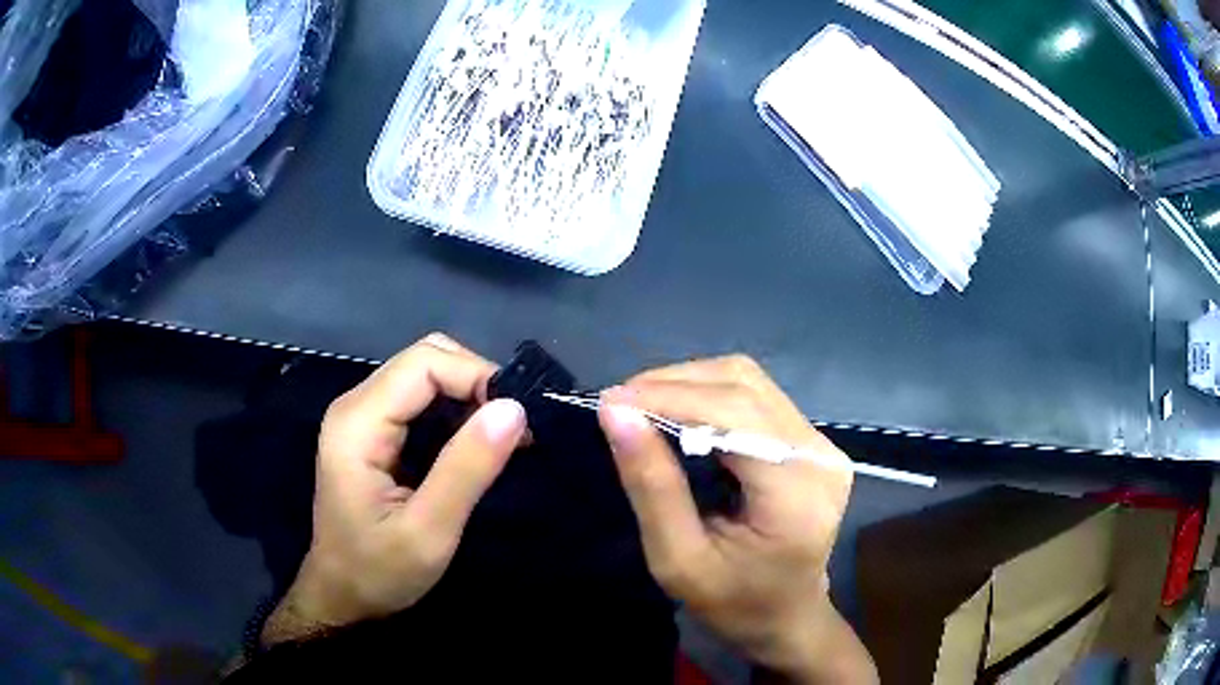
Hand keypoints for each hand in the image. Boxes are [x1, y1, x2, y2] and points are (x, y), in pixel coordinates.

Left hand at [262, 334, 525, 645]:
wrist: (341, 596)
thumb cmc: (378, 572)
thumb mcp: (428, 532)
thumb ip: (466, 469)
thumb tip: (515, 408)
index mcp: (358, 423)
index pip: (423, 363)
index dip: (476, 376)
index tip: (519, 418)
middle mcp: (355, 406)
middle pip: (423, 359)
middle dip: (475, 380)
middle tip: (515, 425)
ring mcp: (361, 417)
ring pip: (423, 374)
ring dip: (468, 394)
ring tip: (505, 434)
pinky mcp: (372, 432)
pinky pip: (419, 399)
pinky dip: (455, 409)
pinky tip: (477, 440)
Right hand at [598, 356, 876, 683]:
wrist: (788, 618)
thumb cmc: (734, 603)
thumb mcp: (679, 560)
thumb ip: (652, 486)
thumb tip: (616, 413)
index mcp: (797, 495)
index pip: (735, 415)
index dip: (670, 396)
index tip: (611, 402)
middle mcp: (820, 456)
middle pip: (744, 386)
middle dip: (675, 385)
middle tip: (622, 407)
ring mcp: (823, 445)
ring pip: (750, 381)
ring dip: (691, 384)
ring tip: (644, 408)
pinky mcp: (814, 442)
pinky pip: (758, 397)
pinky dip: (710, 397)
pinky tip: (680, 417)